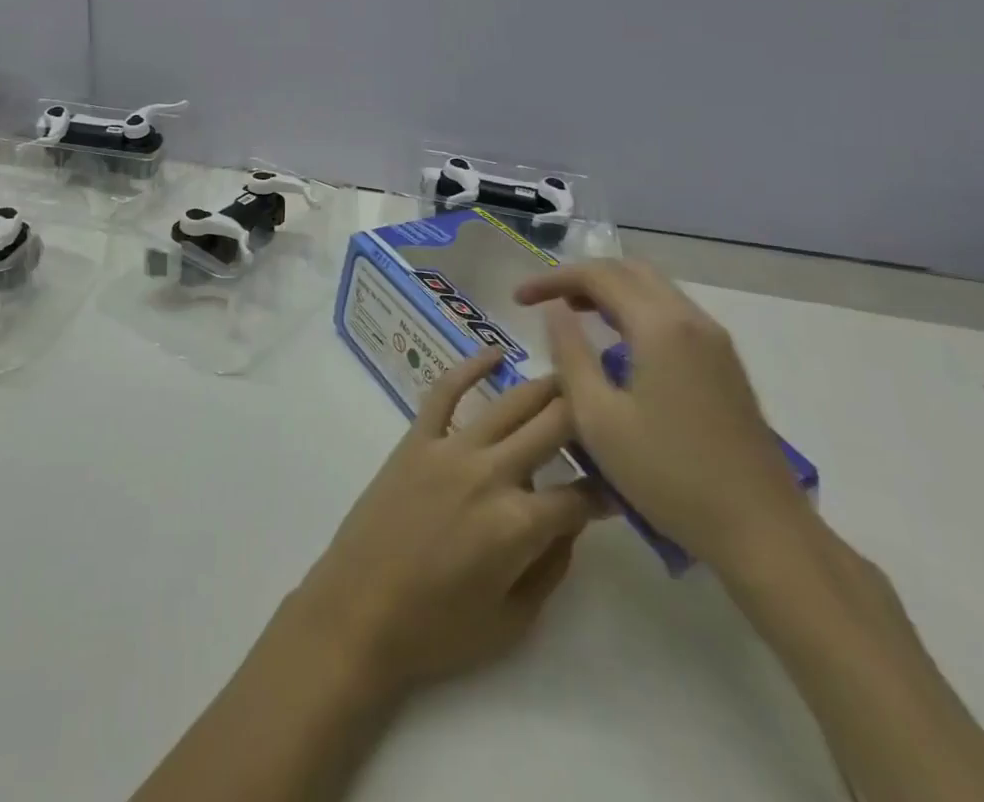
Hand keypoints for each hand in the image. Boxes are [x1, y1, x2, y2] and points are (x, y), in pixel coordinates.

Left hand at [289, 350, 610, 702]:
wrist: (358, 611)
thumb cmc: (437, 630)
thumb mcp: (514, 621)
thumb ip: (552, 566)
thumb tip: (571, 521)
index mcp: (519, 524)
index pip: (582, 494)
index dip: (610, 489)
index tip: (624, 481)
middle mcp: (491, 473)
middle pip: (553, 428)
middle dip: (589, 414)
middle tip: (609, 406)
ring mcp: (450, 448)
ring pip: (509, 403)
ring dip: (546, 387)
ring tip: (572, 374)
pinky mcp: (416, 439)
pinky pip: (445, 391)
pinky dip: (470, 366)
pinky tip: (494, 353)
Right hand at [515, 260, 815, 574]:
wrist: (763, 532)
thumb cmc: (670, 475)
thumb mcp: (598, 418)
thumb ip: (570, 354)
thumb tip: (554, 311)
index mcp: (660, 326)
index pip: (597, 275)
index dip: (552, 279)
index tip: (518, 299)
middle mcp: (691, 320)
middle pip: (629, 270)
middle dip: (582, 277)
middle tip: (546, 301)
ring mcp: (715, 341)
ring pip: (654, 289)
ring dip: (610, 292)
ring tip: (573, 317)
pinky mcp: (725, 364)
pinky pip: (671, 313)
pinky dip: (635, 310)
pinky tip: (617, 344)